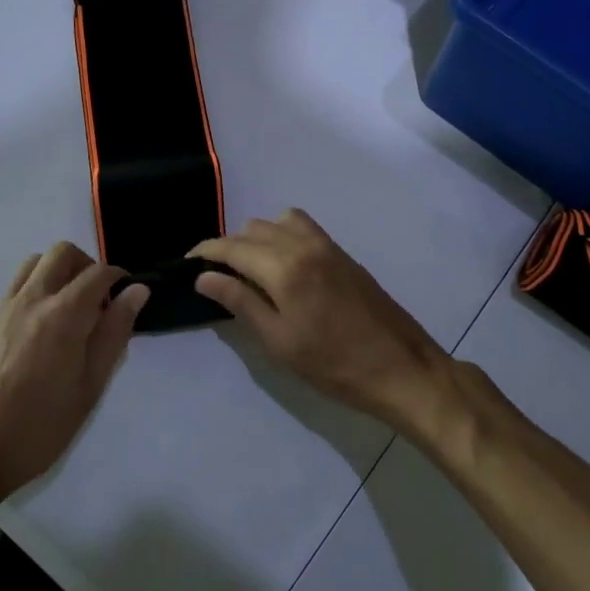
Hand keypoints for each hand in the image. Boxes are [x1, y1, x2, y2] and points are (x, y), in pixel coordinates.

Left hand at [0, 243, 148, 508]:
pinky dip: (39, 284)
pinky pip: (19, 282)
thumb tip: (137, 291)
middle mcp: (33, 298)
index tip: (128, 299)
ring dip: (60, 271)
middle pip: (63, 253)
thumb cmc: (41, 425)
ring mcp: (7, 306)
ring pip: (37, 261)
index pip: (99, 273)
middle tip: (100, 302)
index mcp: (64, 314)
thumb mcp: (90, 386)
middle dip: (88, 266)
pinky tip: (46, 324)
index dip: (120, 279)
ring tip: (73, 309)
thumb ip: (114, 333)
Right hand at [190, 210, 451, 431]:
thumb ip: (240, 302)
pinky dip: (281, 235)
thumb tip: (204, 276)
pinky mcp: (342, 254)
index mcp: (285, 267)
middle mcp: (304, 245)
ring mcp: (327, 246)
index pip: (233, 247)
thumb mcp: (279, 341)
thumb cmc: (334, 365)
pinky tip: (280, 266)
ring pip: (278, 222)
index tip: (187, 262)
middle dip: (229, 246)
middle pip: (253, 229)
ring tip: (248, 270)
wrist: (401, 368)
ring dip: (257, 238)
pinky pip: (303, 228)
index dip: (206, 251)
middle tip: (216, 276)